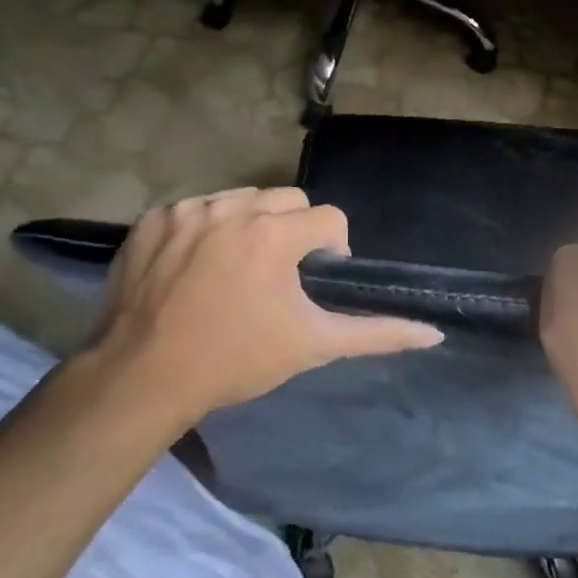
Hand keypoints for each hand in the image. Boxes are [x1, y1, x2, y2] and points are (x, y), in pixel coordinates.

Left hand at [81, 187, 443, 431]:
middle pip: (288, 199)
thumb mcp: (313, 345)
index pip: (329, 218)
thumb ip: (376, 333)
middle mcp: (232, 208)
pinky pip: (196, 209)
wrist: (142, 378)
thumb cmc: (235, 360)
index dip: (332, 248)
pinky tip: (196, 268)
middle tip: (278, 276)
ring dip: (250, 225)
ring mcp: (187, 210)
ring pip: (241, 199)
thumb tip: (435, 334)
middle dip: (294, 230)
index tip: (315, 280)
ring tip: (237, 270)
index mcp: (275, 234)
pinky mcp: (151, 220)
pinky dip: (205, 230)